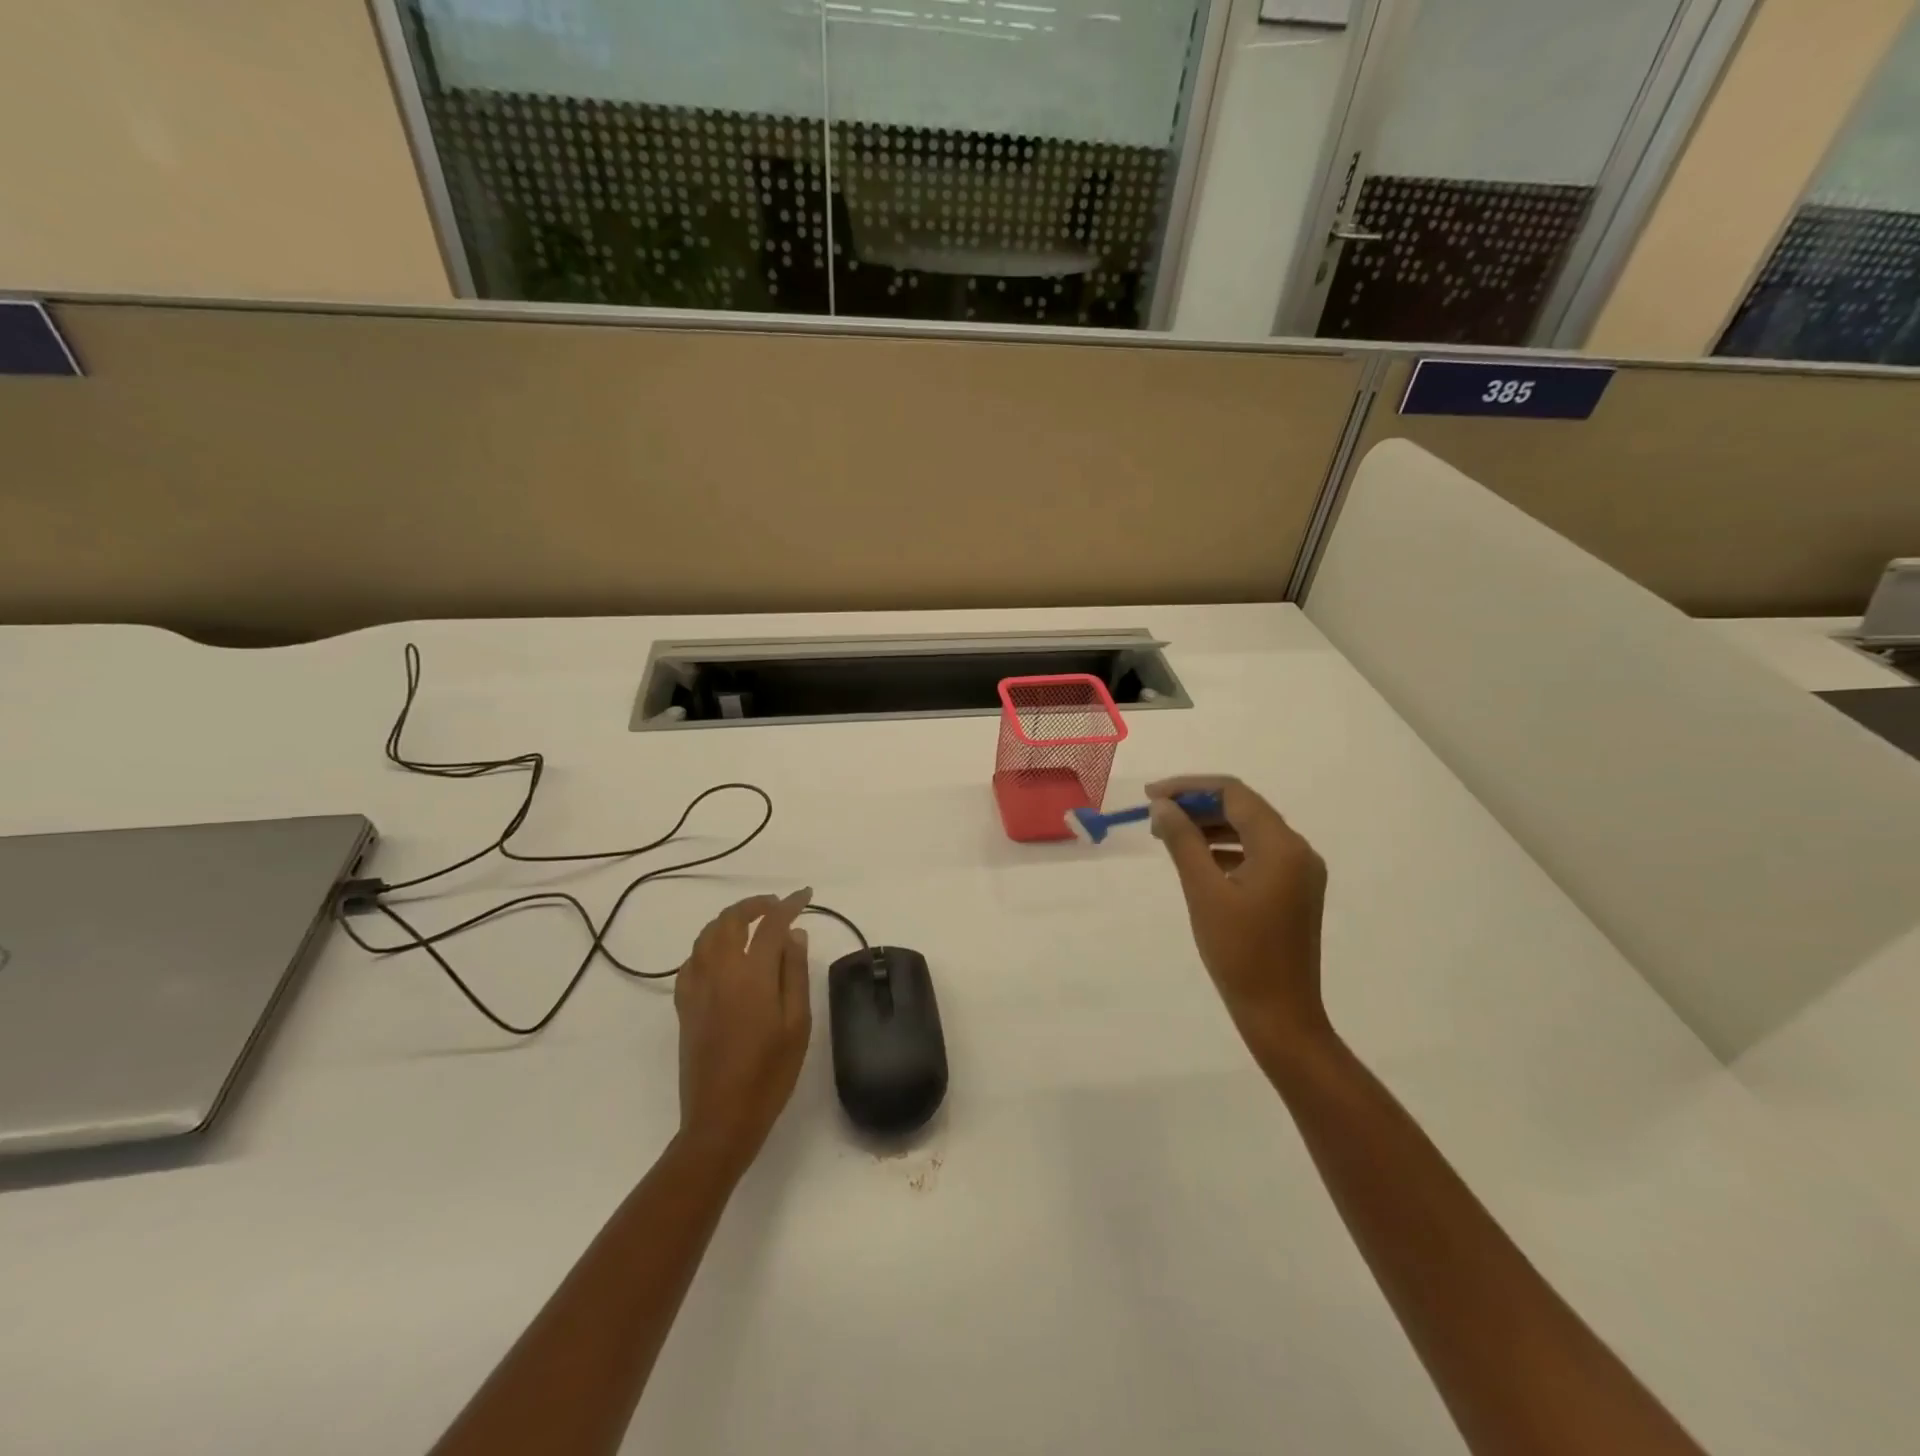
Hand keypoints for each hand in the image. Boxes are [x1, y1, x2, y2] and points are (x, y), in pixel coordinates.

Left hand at [674, 889, 813, 1177]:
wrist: (721, 1119)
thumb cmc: (770, 1073)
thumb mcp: (797, 1023)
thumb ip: (794, 973)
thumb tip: (794, 934)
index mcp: (751, 974)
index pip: (771, 924)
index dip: (790, 905)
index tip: (806, 895)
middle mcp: (719, 972)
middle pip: (731, 920)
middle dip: (755, 904)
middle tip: (777, 905)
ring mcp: (697, 989)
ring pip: (706, 936)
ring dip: (729, 920)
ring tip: (751, 923)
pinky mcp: (684, 1007)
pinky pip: (691, 961)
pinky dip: (707, 946)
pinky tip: (720, 956)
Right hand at [1148, 776, 1330, 1059]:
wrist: (1280, 1015)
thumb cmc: (1240, 953)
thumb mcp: (1204, 892)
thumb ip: (1183, 841)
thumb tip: (1162, 806)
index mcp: (1282, 846)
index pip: (1233, 793)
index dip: (1189, 788)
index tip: (1151, 796)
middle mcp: (1298, 850)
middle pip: (1243, 808)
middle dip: (1197, 805)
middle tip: (1155, 817)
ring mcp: (1299, 872)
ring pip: (1249, 830)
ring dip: (1209, 826)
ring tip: (1168, 836)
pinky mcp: (1293, 891)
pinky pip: (1256, 854)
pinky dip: (1225, 849)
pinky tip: (1197, 860)